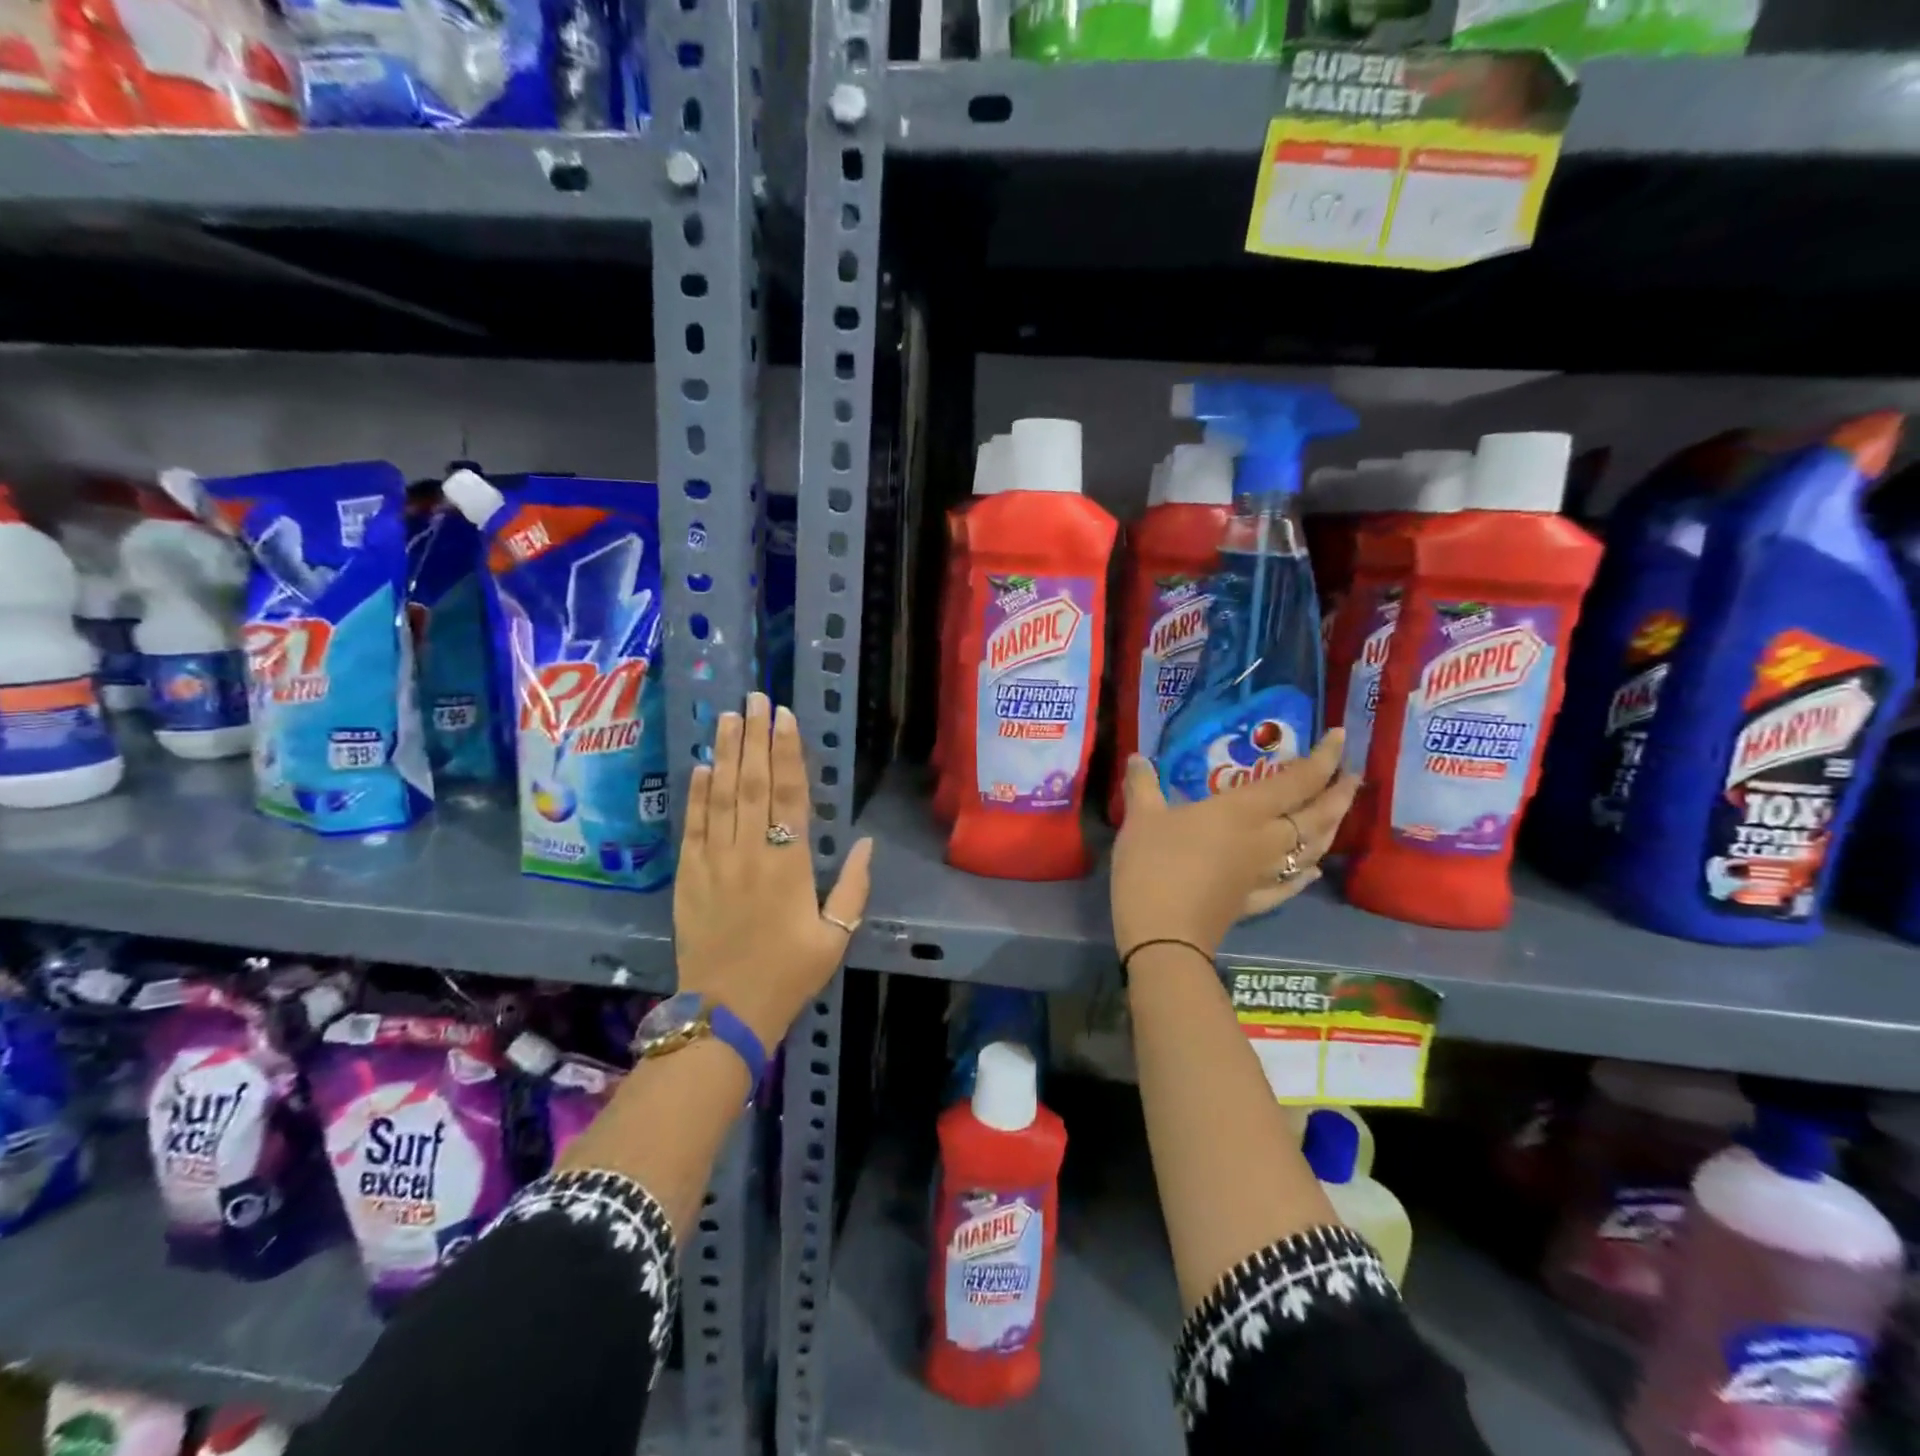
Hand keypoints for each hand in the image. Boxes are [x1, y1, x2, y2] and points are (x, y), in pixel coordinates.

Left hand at [674, 692, 873, 1048]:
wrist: (726, 1012)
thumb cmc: (789, 974)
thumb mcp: (835, 936)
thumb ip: (853, 887)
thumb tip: (866, 842)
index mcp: (790, 865)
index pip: (790, 795)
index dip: (788, 752)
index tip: (784, 717)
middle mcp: (750, 853)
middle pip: (754, 784)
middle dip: (755, 737)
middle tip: (755, 698)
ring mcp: (714, 862)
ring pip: (721, 796)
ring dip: (727, 753)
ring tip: (729, 717)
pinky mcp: (689, 876)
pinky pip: (693, 826)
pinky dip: (698, 794)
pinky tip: (704, 766)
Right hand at [1110, 729, 1358, 961]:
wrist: (1163, 936)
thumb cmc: (1155, 866)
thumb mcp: (1141, 819)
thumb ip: (1142, 785)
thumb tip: (1137, 758)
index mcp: (1243, 812)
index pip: (1296, 780)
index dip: (1324, 758)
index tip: (1341, 736)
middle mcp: (1266, 840)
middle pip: (1317, 816)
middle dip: (1340, 793)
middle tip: (1354, 775)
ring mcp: (1264, 874)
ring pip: (1312, 849)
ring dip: (1332, 828)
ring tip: (1338, 813)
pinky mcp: (1254, 901)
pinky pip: (1291, 885)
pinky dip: (1306, 874)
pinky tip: (1313, 871)